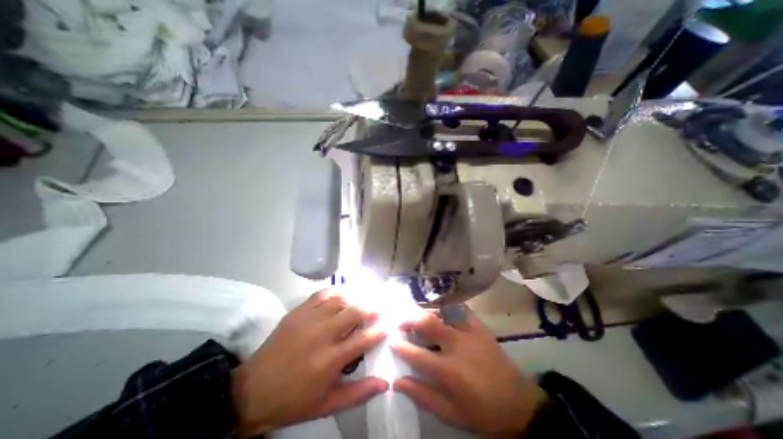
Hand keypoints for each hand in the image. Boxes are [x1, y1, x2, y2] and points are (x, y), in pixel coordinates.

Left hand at [231, 289, 391, 434]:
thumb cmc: (294, 400)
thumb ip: (359, 393)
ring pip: (340, 301)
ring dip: (354, 300)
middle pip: (354, 313)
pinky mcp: (298, 312)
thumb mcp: (328, 404)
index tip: (387, 325)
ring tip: (361, 303)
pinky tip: (341, 295)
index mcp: (331, 360)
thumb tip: (385, 383)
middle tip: (376, 310)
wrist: (252, 391)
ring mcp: (309, 320)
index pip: (364, 339)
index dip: (379, 331)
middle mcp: (322, 335)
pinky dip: (335, 292)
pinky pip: (321, 295)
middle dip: (370, 309)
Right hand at [394, 309, 545, 438]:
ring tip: (418, 314)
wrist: (519, 405)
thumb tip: (398, 382)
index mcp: (450, 370)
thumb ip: (423, 396)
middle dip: (410, 319)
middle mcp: (458, 345)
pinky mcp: (480, 327)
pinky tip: (442, 311)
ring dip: (427, 311)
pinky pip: (461, 309)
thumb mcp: (451, 413)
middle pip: (429, 323)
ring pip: (444, 312)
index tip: (393, 342)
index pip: (418, 355)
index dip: (401, 347)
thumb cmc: (482, 412)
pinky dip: (448, 308)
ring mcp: (471, 333)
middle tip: (400, 320)